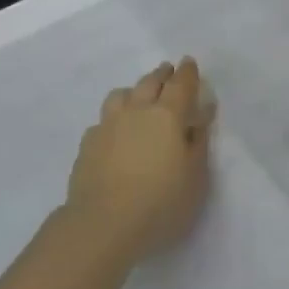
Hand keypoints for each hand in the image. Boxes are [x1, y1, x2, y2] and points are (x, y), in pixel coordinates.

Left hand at [65, 59, 213, 261]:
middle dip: (161, 75)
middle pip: (149, 83)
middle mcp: (136, 111)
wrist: (103, 224)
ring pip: (120, 95)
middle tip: (168, 72)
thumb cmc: (161, 203)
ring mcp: (107, 126)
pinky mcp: (87, 144)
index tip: (189, 63)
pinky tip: (115, 131)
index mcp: (167, 116)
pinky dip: (114, 118)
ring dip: (134, 91)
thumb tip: (201, 115)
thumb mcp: (196, 177)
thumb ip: (198, 142)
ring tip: (139, 97)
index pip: (180, 85)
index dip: (187, 73)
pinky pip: (103, 120)